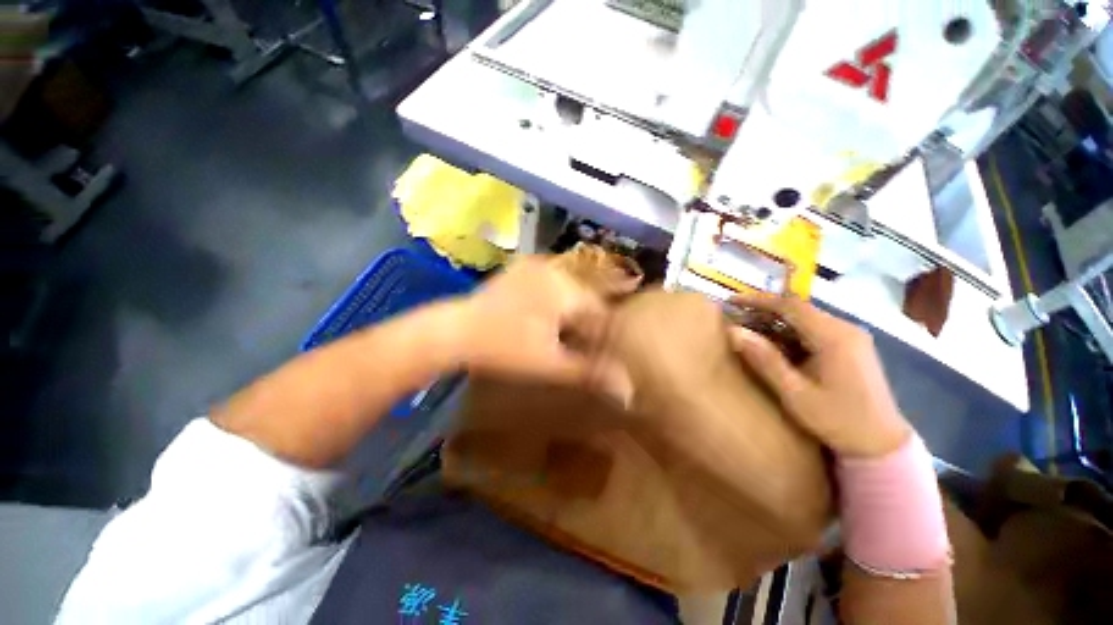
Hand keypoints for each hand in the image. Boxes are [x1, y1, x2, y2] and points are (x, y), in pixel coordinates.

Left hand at [456, 256, 611, 385]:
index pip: (600, 310)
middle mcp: (555, 269)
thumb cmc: (504, 349)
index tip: (592, 351)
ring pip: (569, 289)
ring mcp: (535, 265)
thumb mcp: (549, 364)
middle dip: (584, 321)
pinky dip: (554, 298)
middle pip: (585, 298)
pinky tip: (542, 316)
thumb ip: (589, 373)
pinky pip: (550, 282)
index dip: (600, 334)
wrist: (455, 331)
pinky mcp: (521, 268)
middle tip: (573, 342)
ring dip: (569, 309)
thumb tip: (627, 390)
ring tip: (558, 331)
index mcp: (565, 289)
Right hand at [726, 295, 911, 457]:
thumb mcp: (795, 393)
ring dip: (777, 321)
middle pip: (799, 309)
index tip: (732, 301)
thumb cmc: (838, 421)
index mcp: (834, 337)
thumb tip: (733, 332)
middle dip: (765, 311)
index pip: (791, 305)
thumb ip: (765, 360)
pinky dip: (791, 332)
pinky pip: (815, 329)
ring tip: (750, 331)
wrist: (882, 444)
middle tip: (737, 318)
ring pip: (806, 318)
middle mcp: (845, 329)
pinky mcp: (852, 346)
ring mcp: (851, 337)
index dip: (758, 300)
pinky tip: (776, 345)